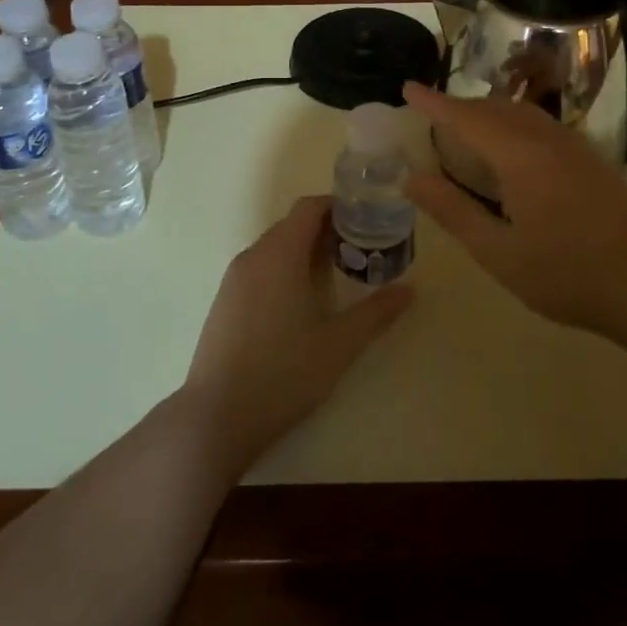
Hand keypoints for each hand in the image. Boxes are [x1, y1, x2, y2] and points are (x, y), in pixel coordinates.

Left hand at [181, 196, 411, 479]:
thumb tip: (409, 290)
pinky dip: (285, 270)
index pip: (309, 207)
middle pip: (293, 225)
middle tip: (362, 252)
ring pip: (275, 248)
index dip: (339, 207)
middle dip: (327, 231)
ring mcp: (233, 279)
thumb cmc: (283, 374)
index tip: (368, 221)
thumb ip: (376, 313)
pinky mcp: (224, 302)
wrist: (216, 418)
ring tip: (337, 278)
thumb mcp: (339, 344)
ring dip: (305, 252)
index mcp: (279, 253)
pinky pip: (260, 268)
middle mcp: (253, 256)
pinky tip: (302, 304)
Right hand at [402, 81, 626, 337]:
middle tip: (432, 115)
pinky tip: (513, 151)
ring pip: (523, 114)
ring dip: (489, 112)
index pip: (467, 117)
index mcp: (520, 156)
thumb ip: (453, 211)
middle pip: (496, 108)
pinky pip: (542, 126)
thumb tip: (411, 178)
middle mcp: (548, 140)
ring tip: (467, 128)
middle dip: (461, 106)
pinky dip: (514, 124)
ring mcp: (575, 148)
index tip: (408, 88)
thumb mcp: (498, 252)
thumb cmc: (567, 274)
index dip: (435, 103)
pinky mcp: (593, 161)